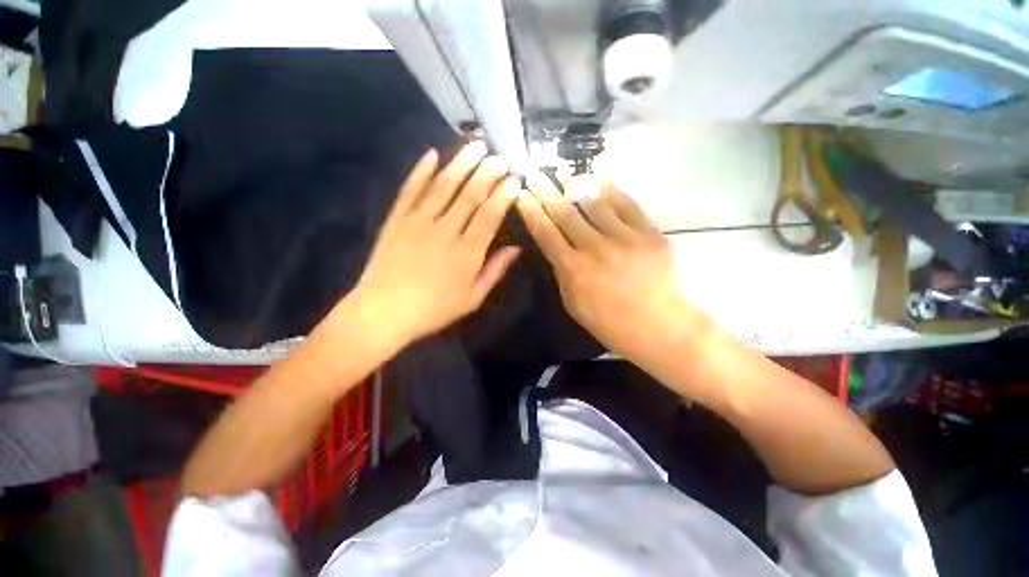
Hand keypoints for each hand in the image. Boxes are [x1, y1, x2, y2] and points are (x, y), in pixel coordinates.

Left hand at [346, 142, 520, 349]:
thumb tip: (516, 249)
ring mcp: (418, 221)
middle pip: (470, 194)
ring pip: (444, 185)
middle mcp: (446, 230)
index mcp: (467, 252)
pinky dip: (420, 171)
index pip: (490, 214)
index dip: (504, 194)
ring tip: (476, 145)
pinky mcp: (397, 219)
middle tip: (500, 157)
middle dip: (488, 173)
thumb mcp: (472, 299)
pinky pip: (410, 189)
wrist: (384, 312)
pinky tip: (431, 154)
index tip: (514, 180)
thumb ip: (495, 271)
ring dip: (461, 163)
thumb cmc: (434, 310)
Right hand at [516, 173, 702, 364]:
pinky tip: (599, 182)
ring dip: (576, 187)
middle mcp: (595, 248)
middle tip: (535, 175)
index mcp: (574, 269)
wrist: (660, 327)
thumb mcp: (573, 304)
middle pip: (565, 213)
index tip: (522, 195)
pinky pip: (626, 204)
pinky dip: (610, 190)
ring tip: (567, 178)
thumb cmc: (610, 323)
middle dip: (546, 192)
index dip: (531, 211)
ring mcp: (625, 238)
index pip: (546, 233)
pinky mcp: (650, 233)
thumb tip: (558, 248)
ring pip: (594, 203)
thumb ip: (563, 274)